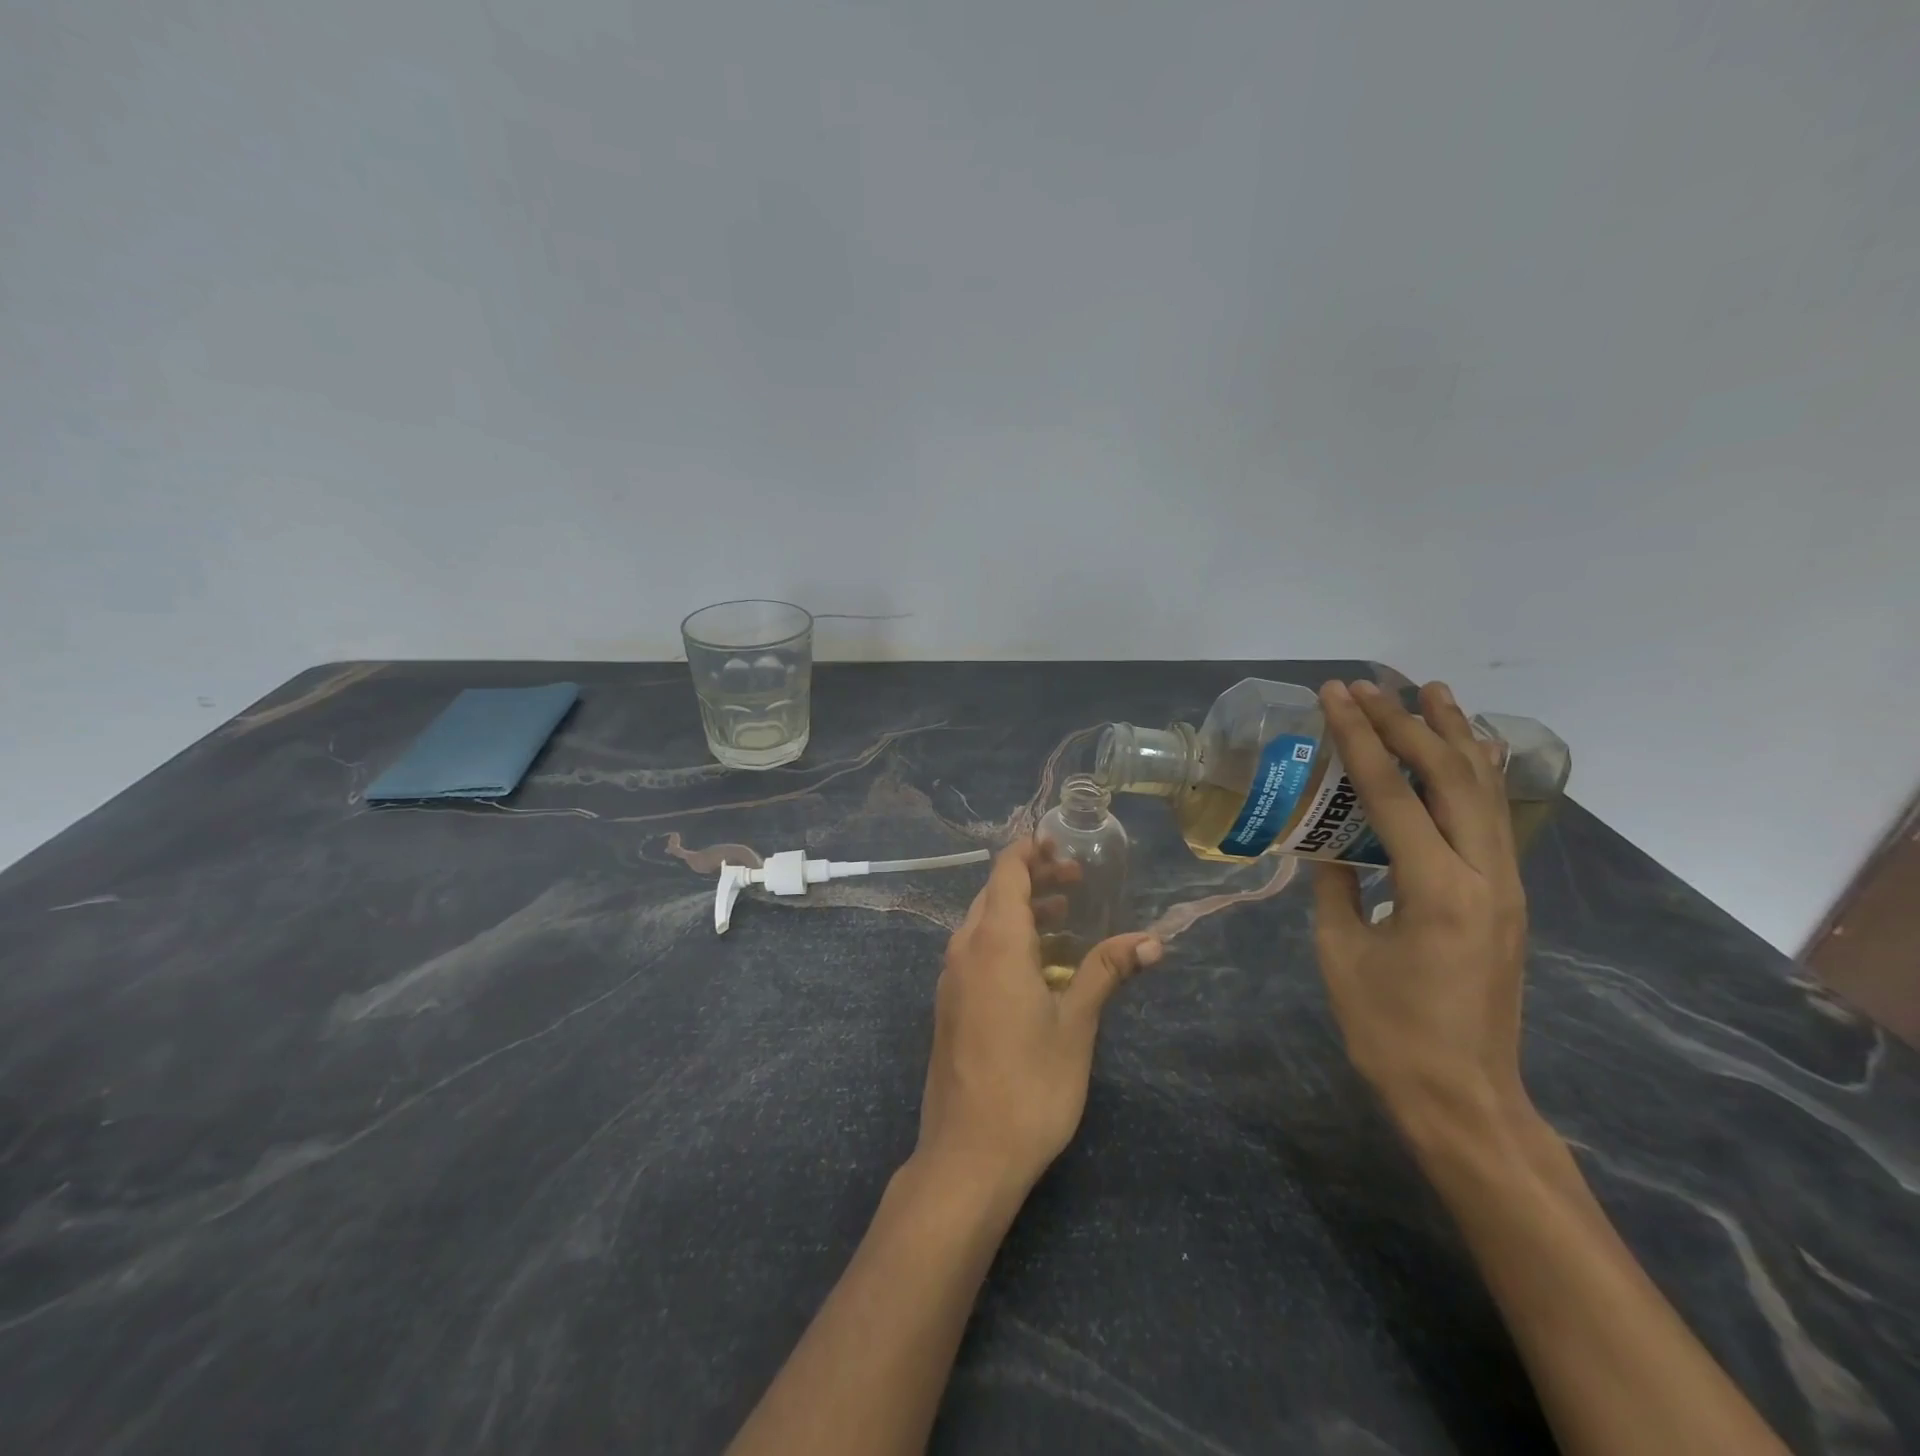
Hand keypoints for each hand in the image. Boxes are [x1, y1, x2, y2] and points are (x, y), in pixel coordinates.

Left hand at [916, 840, 1161, 1199]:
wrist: (968, 1155)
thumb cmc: (1030, 1085)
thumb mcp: (1076, 1024)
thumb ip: (1106, 971)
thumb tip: (1152, 940)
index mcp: (994, 942)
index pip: (1007, 871)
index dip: (1032, 851)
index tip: (1064, 844)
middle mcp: (965, 949)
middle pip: (996, 893)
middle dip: (1035, 878)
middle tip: (1079, 881)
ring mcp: (952, 977)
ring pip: (985, 922)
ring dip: (1023, 910)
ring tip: (1067, 915)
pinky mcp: (951, 1003)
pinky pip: (978, 950)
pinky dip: (1008, 939)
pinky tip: (1040, 964)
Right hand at [1310, 680, 1530, 1139]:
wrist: (1464, 1097)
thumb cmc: (1389, 1031)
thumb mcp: (1340, 952)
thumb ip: (1335, 886)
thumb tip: (1327, 845)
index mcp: (1435, 888)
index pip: (1390, 792)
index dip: (1359, 737)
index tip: (1335, 695)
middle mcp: (1484, 875)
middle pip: (1448, 777)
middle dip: (1407, 723)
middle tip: (1372, 685)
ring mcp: (1505, 885)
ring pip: (1483, 791)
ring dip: (1453, 737)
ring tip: (1433, 691)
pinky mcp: (1506, 898)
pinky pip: (1491, 819)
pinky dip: (1475, 775)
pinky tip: (1469, 752)